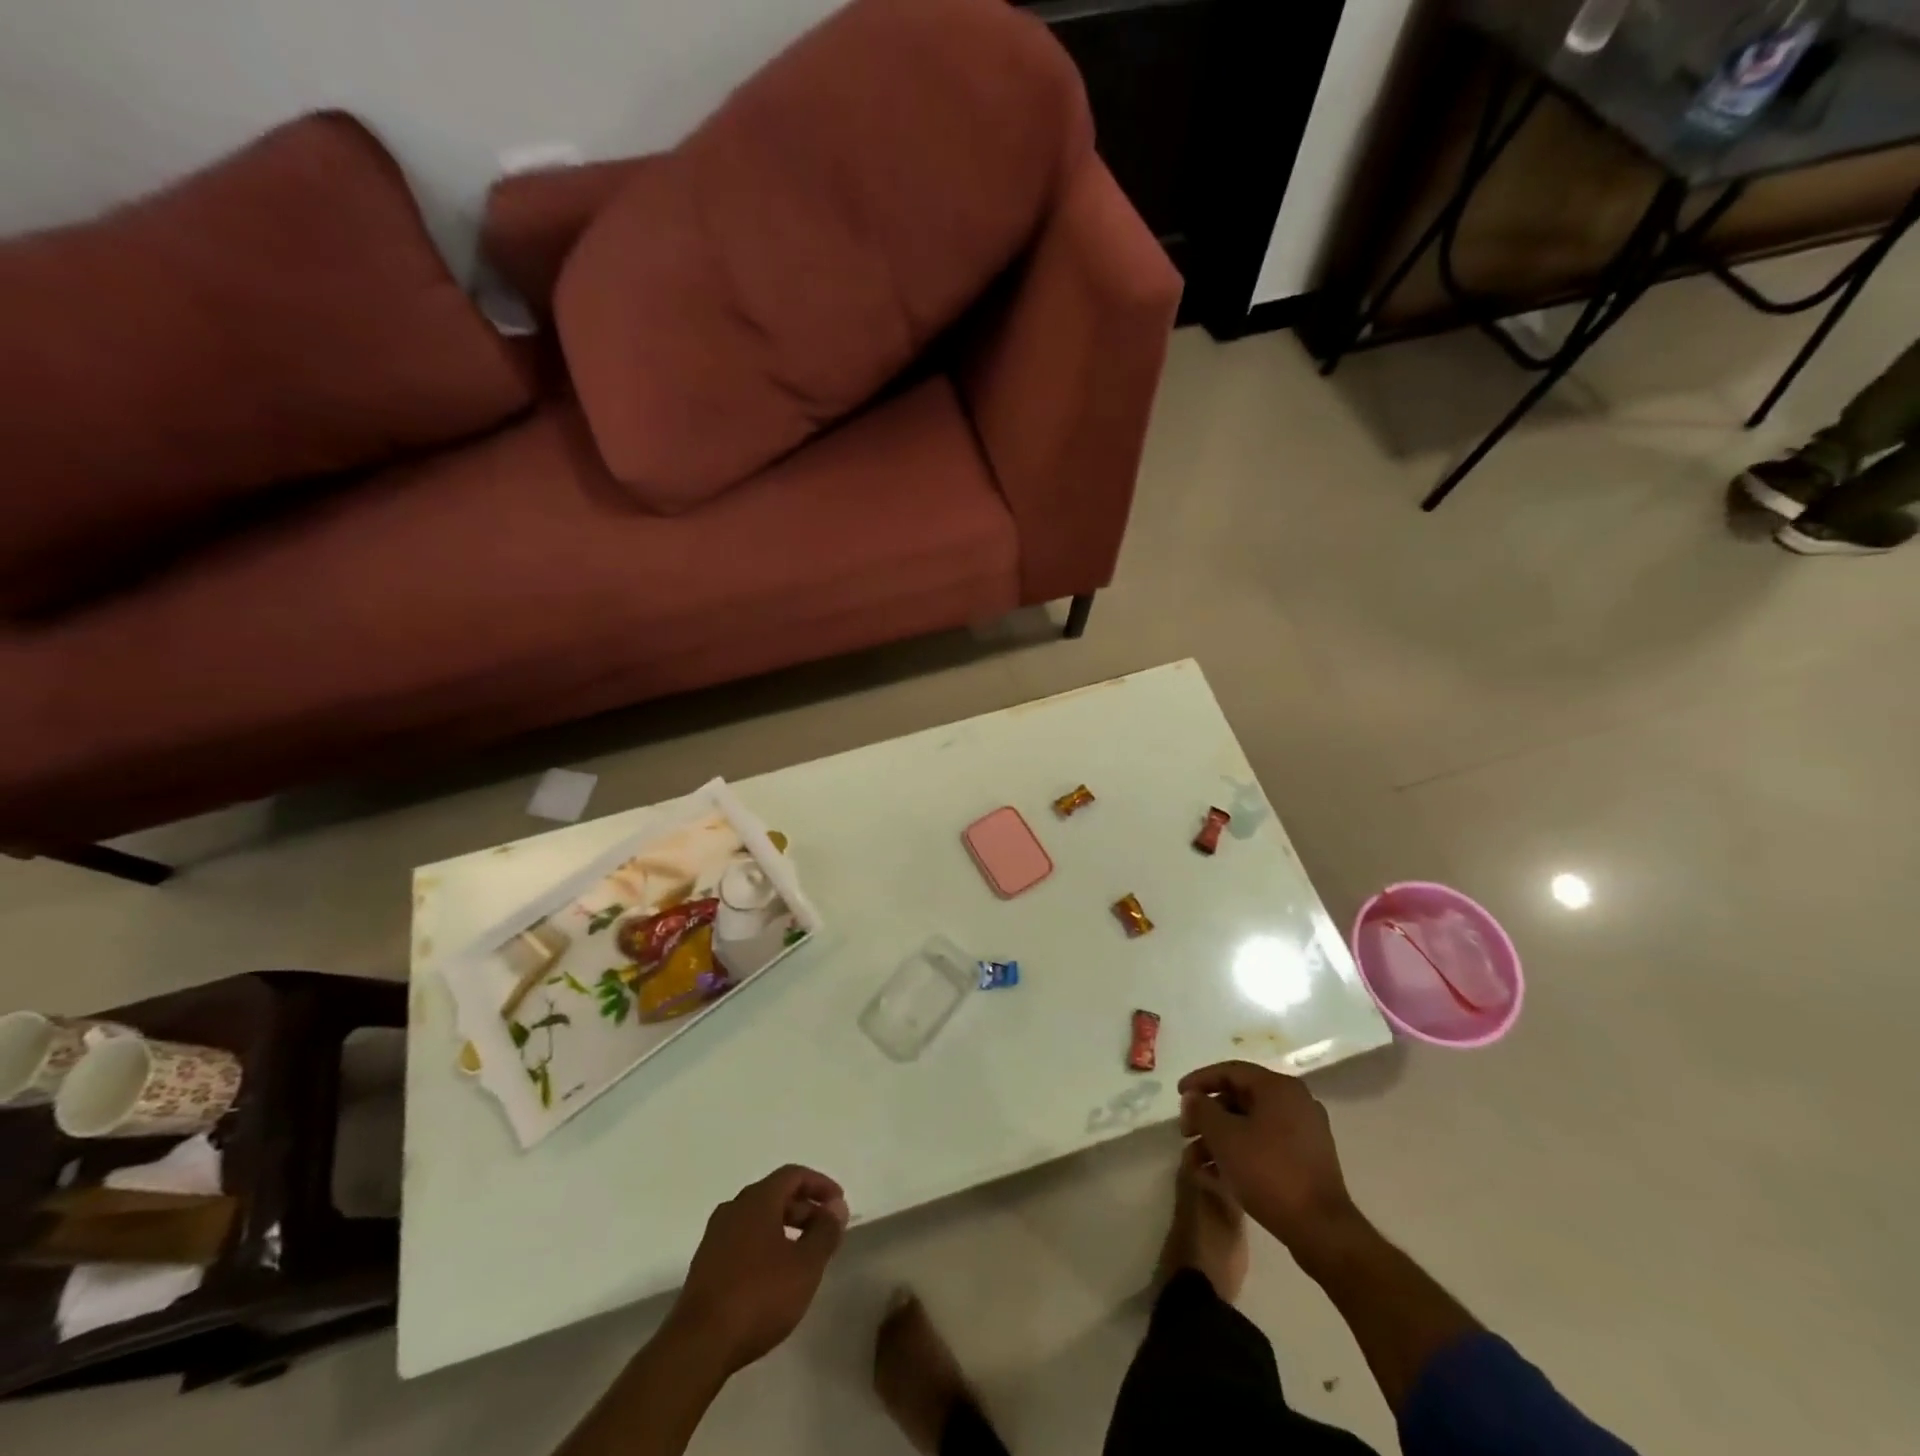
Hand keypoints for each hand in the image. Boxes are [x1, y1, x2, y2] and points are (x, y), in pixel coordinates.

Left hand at [666, 1164, 849, 1375]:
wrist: (698, 1345)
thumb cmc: (759, 1297)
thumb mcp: (805, 1265)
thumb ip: (825, 1232)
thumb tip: (836, 1206)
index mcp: (757, 1200)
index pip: (793, 1175)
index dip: (820, 1185)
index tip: (839, 1204)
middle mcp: (734, 1208)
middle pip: (775, 1195)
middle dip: (804, 1208)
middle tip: (826, 1231)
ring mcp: (715, 1237)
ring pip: (758, 1219)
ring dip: (785, 1228)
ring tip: (804, 1254)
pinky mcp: (705, 1265)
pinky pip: (743, 1240)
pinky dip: (765, 1245)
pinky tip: (775, 1275)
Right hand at [1178, 1061, 1362, 1261]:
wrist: (1321, 1230)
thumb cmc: (1269, 1172)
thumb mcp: (1225, 1137)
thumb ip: (1202, 1110)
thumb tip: (1194, 1098)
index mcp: (1278, 1088)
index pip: (1230, 1071)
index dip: (1200, 1080)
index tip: (1178, 1095)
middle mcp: (1295, 1102)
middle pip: (1240, 1099)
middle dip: (1208, 1116)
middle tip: (1185, 1132)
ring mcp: (1304, 1133)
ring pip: (1250, 1126)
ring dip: (1219, 1139)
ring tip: (1194, 1162)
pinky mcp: (1307, 1161)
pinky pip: (1265, 1145)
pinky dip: (1239, 1153)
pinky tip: (1216, 1176)